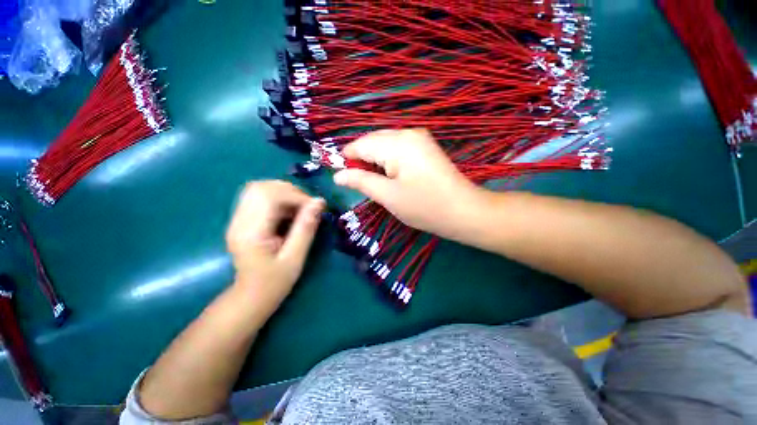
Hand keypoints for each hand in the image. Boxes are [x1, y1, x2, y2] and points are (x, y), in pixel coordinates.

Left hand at [226, 181, 324, 316]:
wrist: (250, 296)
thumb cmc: (274, 282)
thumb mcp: (295, 257)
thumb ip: (306, 228)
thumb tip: (319, 202)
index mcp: (250, 233)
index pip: (269, 197)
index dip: (296, 195)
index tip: (315, 206)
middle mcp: (239, 221)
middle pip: (261, 187)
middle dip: (289, 191)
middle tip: (307, 205)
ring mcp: (237, 219)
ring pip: (259, 189)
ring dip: (284, 192)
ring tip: (300, 207)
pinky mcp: (242, 219)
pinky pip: (259, 197)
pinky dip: (278, 198)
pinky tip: (289, 211)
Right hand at [333, 128, 491, 240]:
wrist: (464, 211)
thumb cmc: (424, 206)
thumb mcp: (388, 196)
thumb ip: (361, 181)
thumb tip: (337, 175)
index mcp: (397, 143)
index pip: (361, 144)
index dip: (347, 159)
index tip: (340, 176)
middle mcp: (408, 133)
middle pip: (373, 141)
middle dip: (362, 160)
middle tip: (359, 184)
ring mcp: (419, 139)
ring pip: (385, 145)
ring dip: (375, 162)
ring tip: (376, 183)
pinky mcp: (425, 148)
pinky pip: (398, 149)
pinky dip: (388, 161)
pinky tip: (390, 176)